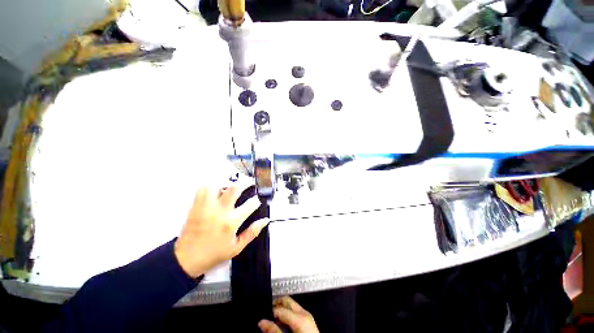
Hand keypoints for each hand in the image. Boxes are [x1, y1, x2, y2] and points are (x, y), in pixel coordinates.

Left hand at [174, 183, 267, 277]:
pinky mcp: (196, 206)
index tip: (257, 200)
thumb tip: (265, 220)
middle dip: (245, 182)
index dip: (256, 200)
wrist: (186, 259)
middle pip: (234, 189)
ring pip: (217, 185)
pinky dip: (211, 186)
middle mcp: (220, 211)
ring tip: (231, 186)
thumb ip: (252, 232)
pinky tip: (216, 190)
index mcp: (231, 222)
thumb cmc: (214, 253)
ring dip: (226, 183)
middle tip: (249, 182)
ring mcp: (207, 207)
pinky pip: (203, 189)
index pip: (250, 205)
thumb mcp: (237, 247)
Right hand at [258, 297, 319, 332]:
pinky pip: (295, 311)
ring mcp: (307, 315)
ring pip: (291, 305)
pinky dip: (287, 314)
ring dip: (281, 309)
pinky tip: (282, 323)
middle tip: (266, 313)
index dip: (270, 311)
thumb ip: (274, 331)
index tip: (262, 317)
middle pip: (287, 301)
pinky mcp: (308, 320)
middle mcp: (304, 312)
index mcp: (299, 317)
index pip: (280, 308)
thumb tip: (261, 322)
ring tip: (273, 319)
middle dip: (276, 304)